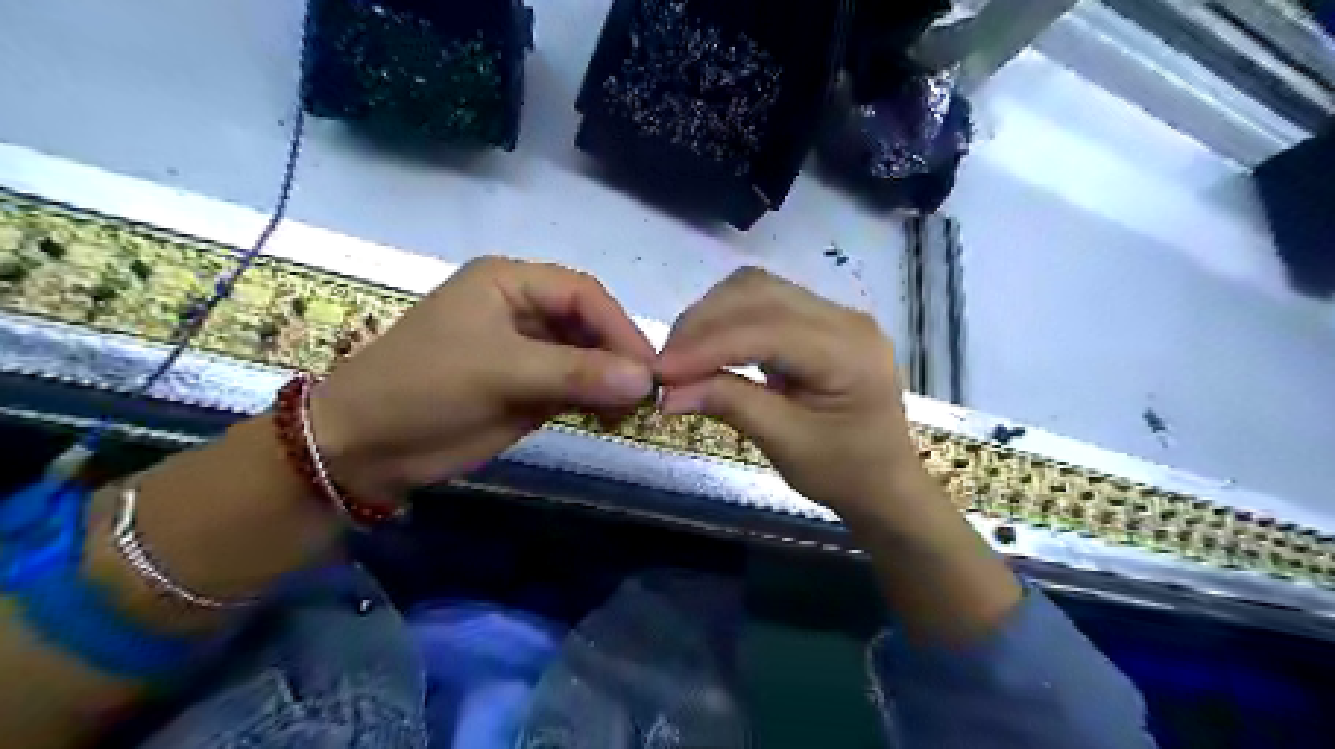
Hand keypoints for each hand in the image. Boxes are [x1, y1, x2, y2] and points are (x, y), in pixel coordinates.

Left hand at [304, 255, 656, 503]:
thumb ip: (575, 372)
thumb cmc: (424, 387)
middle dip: (619, 356)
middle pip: (590, 325)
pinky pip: (576, 387)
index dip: (619, 327)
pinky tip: (611, 417)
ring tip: (632, 410)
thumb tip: (645, 380)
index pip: (583, 294)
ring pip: (587, 358)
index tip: (647, 368)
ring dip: (611, 382)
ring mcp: (528, 351)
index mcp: (510, 283)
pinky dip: (597, 401)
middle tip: (647, 394)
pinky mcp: (529, 387)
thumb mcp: (501, 372)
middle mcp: (524, 311)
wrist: (366, 447)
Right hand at [655, 266, 930, 519]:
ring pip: (756, 289)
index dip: (706, 347)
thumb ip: (730, 404)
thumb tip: (668, 391)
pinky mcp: (820, 320)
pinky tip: (708, 347)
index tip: (660, 372)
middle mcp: (845, 317)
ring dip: (711, 317)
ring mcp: (834, 314)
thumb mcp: (786, 444)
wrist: (885, 483)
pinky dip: (727, 320)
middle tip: (666, 366)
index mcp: (848, 351)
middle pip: (758, 293)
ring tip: (682, 357)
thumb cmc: (844, 472)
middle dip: (702, 324)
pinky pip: (764, 302)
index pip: (765, 330)